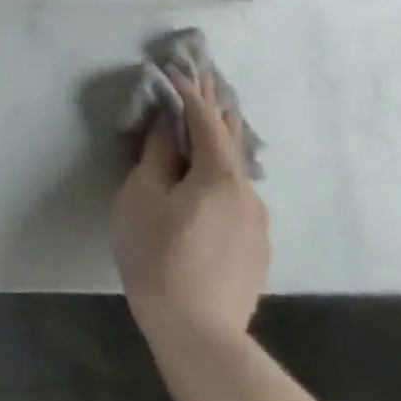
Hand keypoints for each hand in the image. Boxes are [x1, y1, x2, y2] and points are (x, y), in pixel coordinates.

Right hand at [112, 62, 268, 346]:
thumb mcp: (142, 195)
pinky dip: (221, 171)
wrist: (198, 333)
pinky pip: (237, 195)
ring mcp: (257, 224)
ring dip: (219, 140)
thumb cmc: (157, 253)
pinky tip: (209, 175)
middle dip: (215, 107)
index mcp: (220, 176)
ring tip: (207, 120)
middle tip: (204, 76)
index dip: (189, 92)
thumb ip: (157, 154)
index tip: (174, 67)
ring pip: (236, 170)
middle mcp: (249, 194)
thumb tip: (167, 124)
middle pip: (231, 140)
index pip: (205, 121)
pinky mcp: (255, 249)